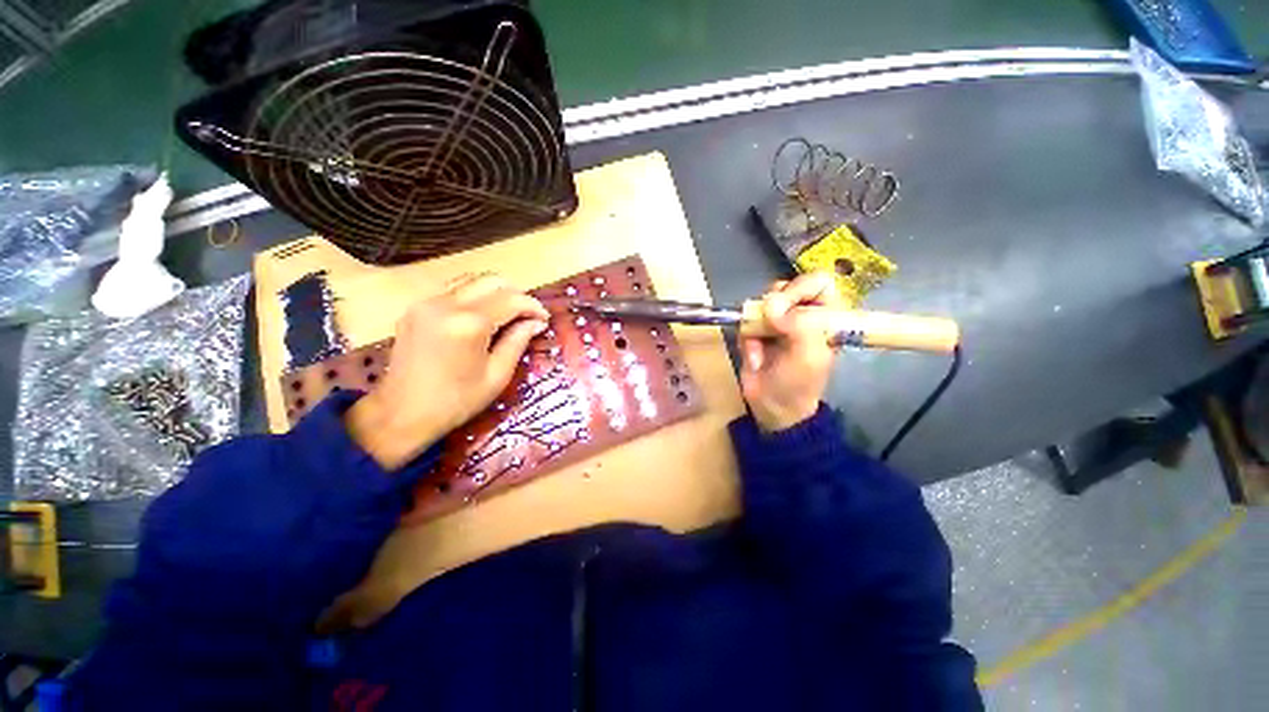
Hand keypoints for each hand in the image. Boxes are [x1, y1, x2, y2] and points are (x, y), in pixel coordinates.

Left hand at [345, 273, 548, 468]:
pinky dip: (474, 296)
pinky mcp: (415, 308)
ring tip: (508, 315)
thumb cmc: (456, 402)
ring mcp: (426, 303)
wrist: (400, 415)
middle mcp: (446, 304)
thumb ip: (518, 342)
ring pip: (471, 280)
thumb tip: (537, 323)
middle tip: (528, 316)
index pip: (511, 299)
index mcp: (469, 323)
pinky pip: (453, 290)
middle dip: (516, 294)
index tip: (545, 320)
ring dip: (495, 292)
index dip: (533, 307)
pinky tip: (481, 317)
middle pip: (491, 281)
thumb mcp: (496, 375)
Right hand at [739, 271, 840, 432]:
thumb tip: (771, 308)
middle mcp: (802, 314)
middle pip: (786, 287)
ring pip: (763, 302)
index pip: (817, 281)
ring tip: (761, 344)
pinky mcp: (756, 331)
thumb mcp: (810, 354)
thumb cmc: (799, 382)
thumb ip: (801, 324)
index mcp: (826, 316)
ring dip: (758, 325)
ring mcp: (777, 322)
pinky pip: (746, 321)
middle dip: (775, 306)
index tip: (785, 308)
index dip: (799, 288)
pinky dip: (747, 339)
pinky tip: (755, 358)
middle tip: (772, 324)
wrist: (771, 406)